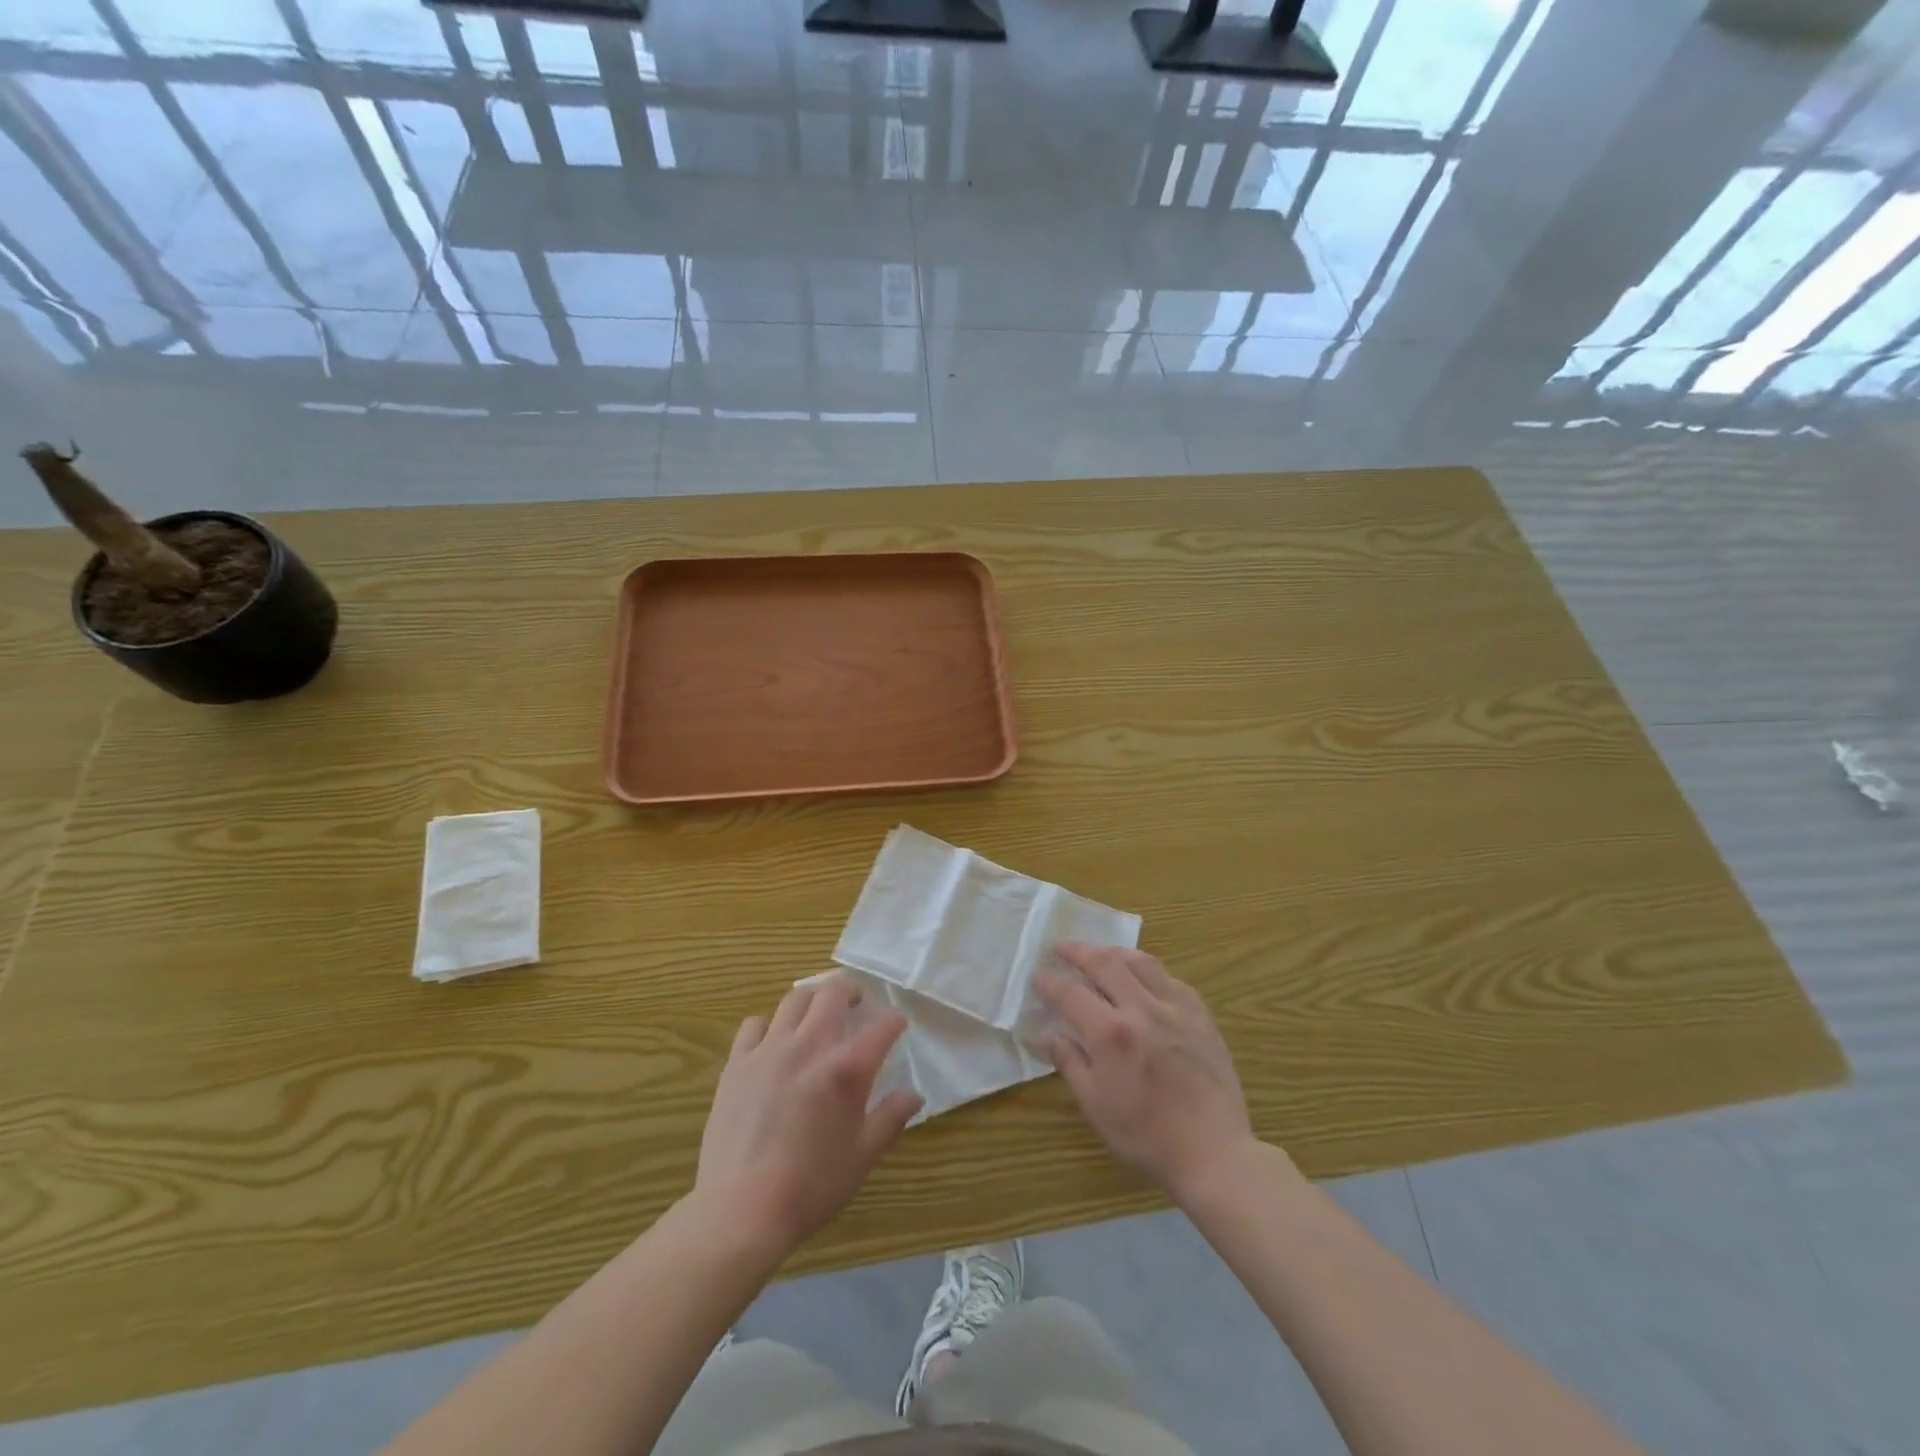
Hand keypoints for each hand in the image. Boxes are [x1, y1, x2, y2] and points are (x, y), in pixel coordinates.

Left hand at [694, 976, 922, 1257]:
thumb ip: (891, 1118)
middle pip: (832, 994)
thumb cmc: (811, 1187)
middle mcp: (810, 1047)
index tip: (897, 1024)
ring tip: (818, 1012)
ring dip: (812, 999)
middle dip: (850, 991)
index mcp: (846, 1070)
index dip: (894, 1021)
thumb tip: (914, 1094)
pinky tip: (774, 1043)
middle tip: (856, 1002)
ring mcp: (769, 1051)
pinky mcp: (738, 1063)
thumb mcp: (863, 1157)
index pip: (881, 1027)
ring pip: (794, 999)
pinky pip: (755, 1024)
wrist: (741, 1211)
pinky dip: (770, 1025)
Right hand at [1036, 944, 1255, 1201]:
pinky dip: (1150, 971)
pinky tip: (1145, 978)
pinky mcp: (1201, 1016)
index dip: (1050, 982)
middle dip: (1078, 951)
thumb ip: (1069, 1063)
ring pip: (1141, 962)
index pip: (1071, 994)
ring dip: (1115, 952)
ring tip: (1101, 954)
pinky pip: (1171, 979)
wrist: (1213, 1153)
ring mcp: (1175, 1009)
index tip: (1038, 977)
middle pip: (1105, 963)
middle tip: (1062, 949)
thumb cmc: (1146, 1136)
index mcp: (1110, 1033)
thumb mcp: (1095, 1106)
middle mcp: (1141, 1009)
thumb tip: (1046, 1035)